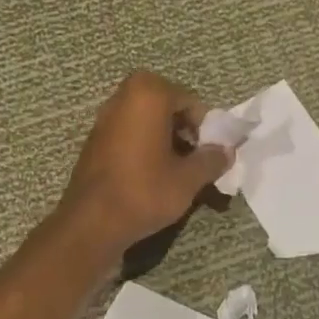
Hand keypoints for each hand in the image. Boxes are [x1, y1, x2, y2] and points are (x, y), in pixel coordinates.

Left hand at [55, 71, 231, 259]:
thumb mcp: (188, 178)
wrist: (91, 224)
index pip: (190, 101)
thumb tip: (227, 151)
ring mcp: (105, 117)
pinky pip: (129, 132)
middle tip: (194, 156)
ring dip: (165, 136)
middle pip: (167, 105)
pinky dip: (144, 144)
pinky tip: (151, 173)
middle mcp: (123, 97)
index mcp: (148, 95)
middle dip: (184, 128)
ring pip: (147, 119)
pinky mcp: (94, 139)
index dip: (205, 127)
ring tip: (176, 168)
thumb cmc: (144, 192)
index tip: (210, 152)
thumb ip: (212, 159)